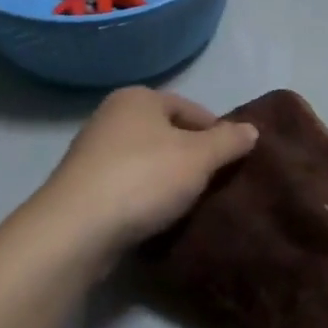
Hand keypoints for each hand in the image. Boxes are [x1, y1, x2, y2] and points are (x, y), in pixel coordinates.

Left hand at [23, 87, 257, 260]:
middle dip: (191, 155)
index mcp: (137, 98)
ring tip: (189, 202)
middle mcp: (111, 117)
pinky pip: (126, 185)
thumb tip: (251, 129)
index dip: (215, 131)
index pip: (189, 108)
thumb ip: (228, 141)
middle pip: (166, 133)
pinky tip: (157, 216)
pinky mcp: (82, 188)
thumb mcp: (199, 157)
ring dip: (167, 178)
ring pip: (146, 160)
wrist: (76, 229)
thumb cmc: (144, 178)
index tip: (232, 158)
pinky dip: (144, 196)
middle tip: (214, 181)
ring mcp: (92, 153)